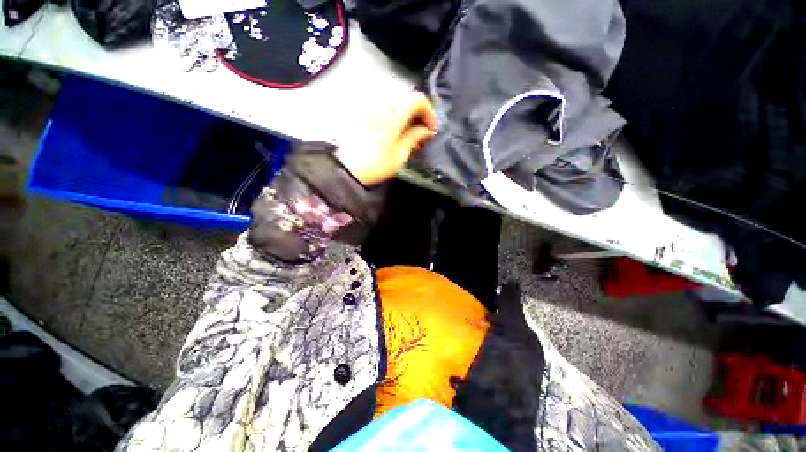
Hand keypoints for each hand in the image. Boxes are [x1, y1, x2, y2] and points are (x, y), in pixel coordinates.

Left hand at [335, 92, 437, 185]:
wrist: (344, 169)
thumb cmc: (372, 167)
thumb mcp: (399, 158)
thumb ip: (414, 139)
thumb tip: (427, 130)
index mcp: (391, 118)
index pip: (416, 100)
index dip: (428, 111)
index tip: (430, 126)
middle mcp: (378, 104)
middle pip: (405, 94)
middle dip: (416, 109)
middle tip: (419, 127)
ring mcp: (365, 102)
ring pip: (391, 92)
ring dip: (402, 105)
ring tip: (404, 123)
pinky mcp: (356, 105)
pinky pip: (376, 94)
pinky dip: (387, 103)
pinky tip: (388, 117)